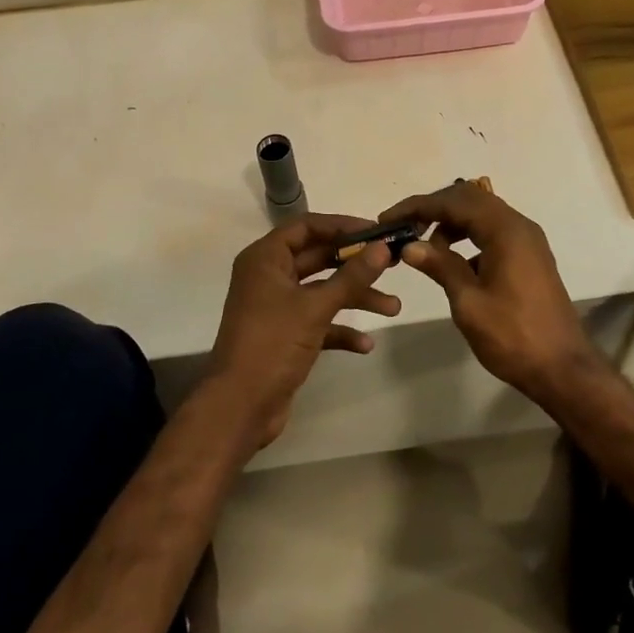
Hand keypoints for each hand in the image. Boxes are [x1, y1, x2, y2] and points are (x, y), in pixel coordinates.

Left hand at [205, 214, 401, 448]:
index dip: (342, 225)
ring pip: (322, 291)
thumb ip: (351, 276)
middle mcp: (269, 276)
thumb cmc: (272, 344)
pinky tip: (366, 344)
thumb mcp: (315, 307)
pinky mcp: (284, 335)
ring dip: (355, 297)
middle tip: (392, 263)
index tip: (376, 232)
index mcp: (266, 259)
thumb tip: (383, 247)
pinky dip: (340, 329)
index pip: (306, 227)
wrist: (240, 407)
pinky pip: (318, 321)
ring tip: (393, 307)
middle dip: (355, 264)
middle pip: (317, 258)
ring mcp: (276, 307)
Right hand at [379, 184, 601, 405]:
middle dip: (433, 209)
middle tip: (403, 227)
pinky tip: (453, 263)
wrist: (563, 369)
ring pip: (482, 215)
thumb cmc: (513, 336)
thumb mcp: (469, 302)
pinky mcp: (529, 257)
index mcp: (505, 230)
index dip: (418, 206)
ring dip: (451, 223)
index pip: (454, 202)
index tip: (389, 218)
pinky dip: (468, 237)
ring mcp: (527, 241)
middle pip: (469, 200)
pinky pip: (493, 232)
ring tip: (425, 248)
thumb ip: (440, 266)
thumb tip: (410, 246)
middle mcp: (519, 226)